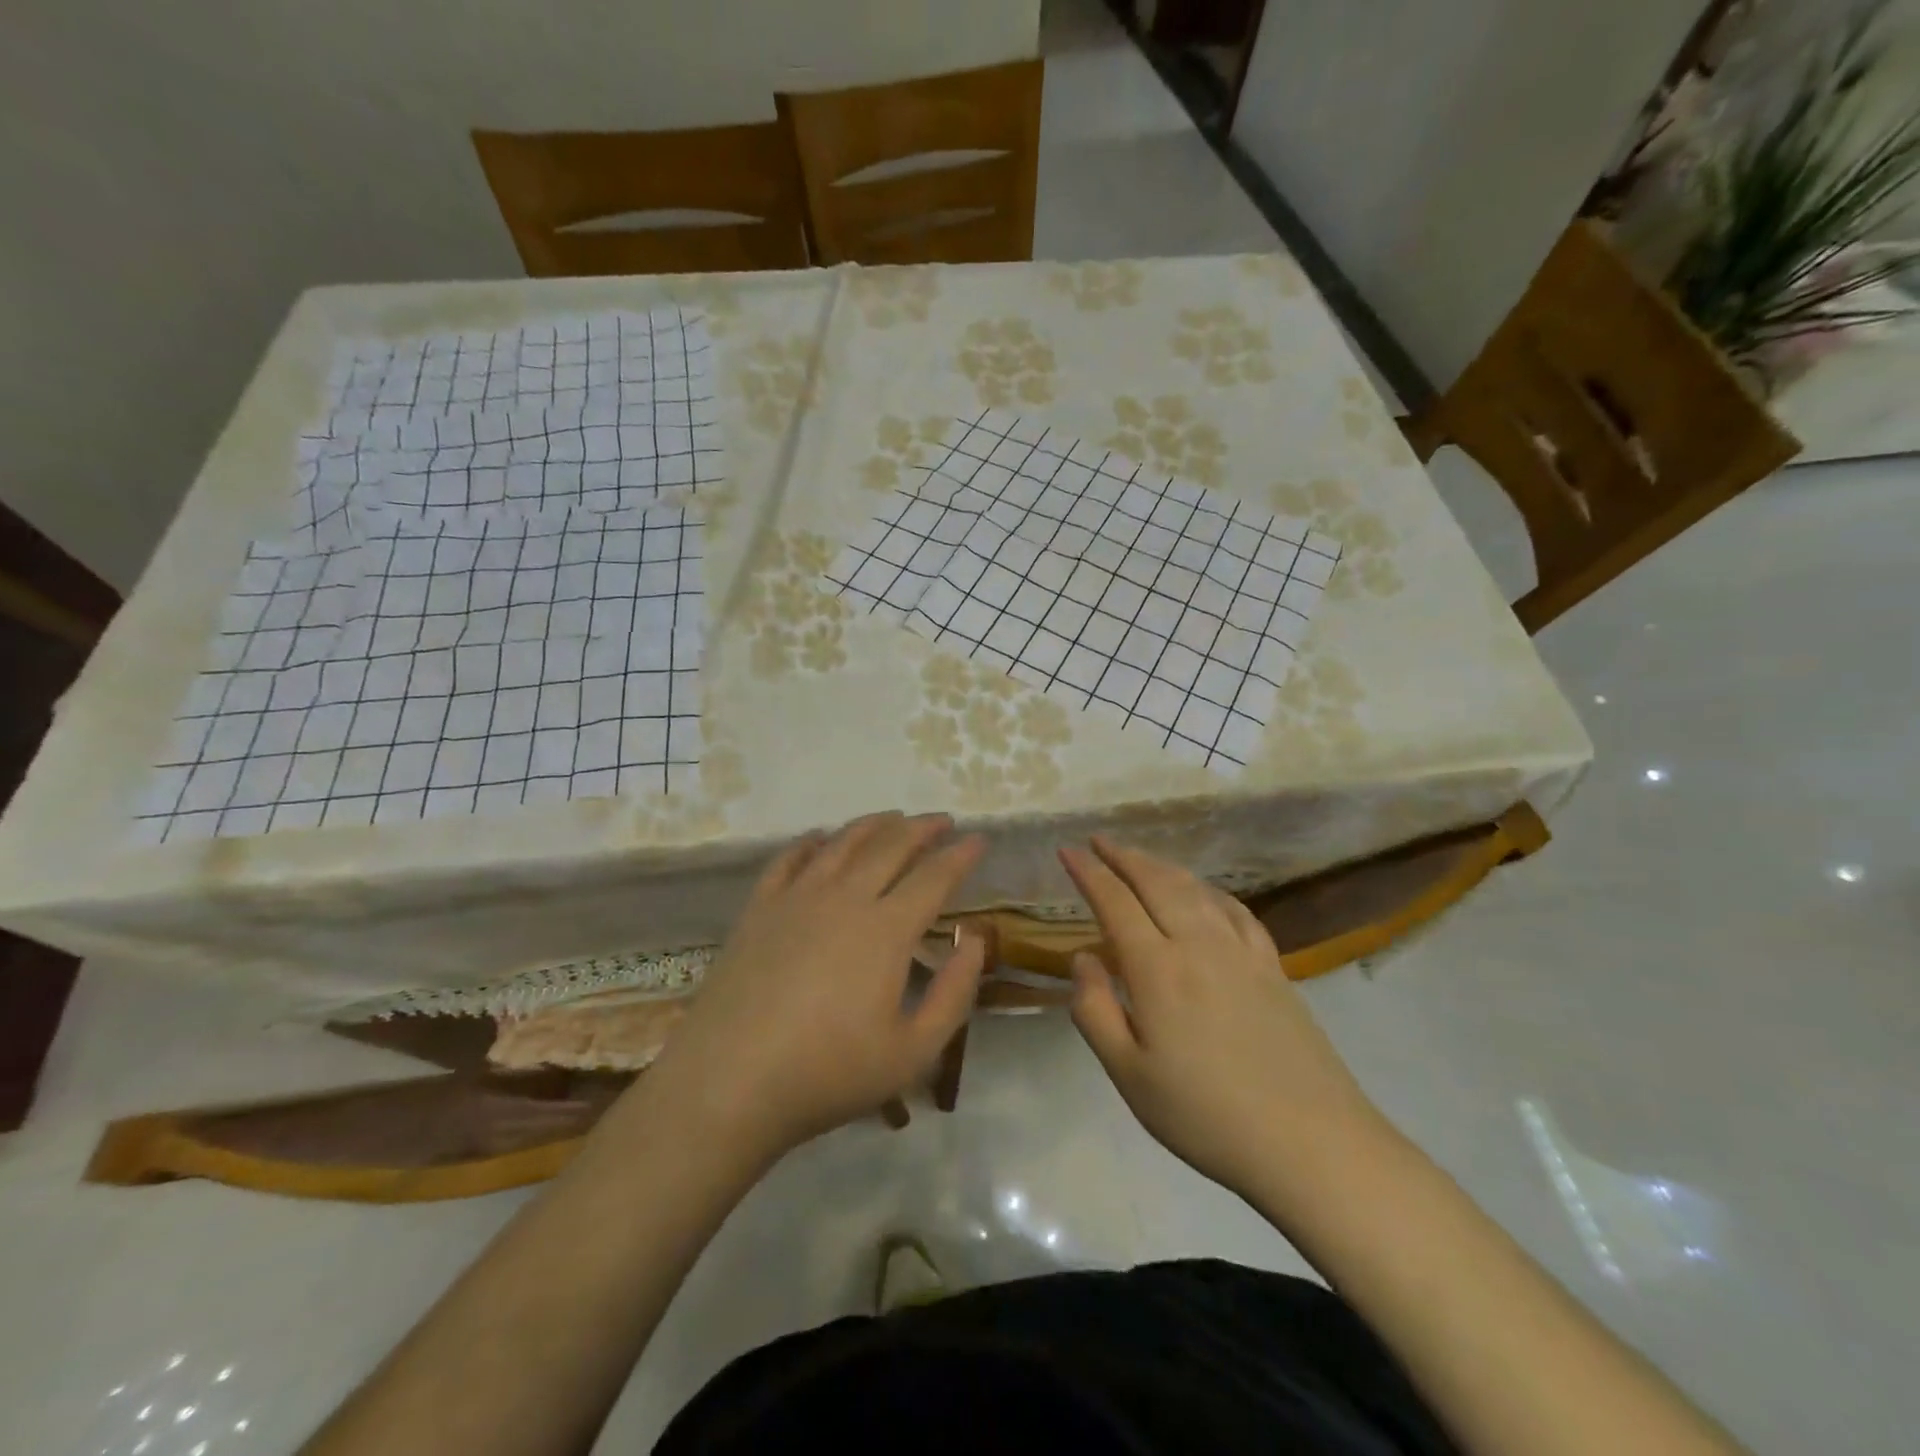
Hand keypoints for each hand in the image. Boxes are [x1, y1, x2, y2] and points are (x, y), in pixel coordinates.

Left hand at [645, 812, 986, 1160]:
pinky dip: (813, 841)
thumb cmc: (828, 1073)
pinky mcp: (759, 908)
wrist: (729, 1082)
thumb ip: (954, 993)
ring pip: (843, 842)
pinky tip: (821, 838)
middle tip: (943, 820)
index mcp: (887, 929)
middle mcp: (845, 898)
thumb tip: (974, 940)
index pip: (934, 877)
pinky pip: (790, 858)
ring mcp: (797, 898)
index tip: (979, 840)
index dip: (961, 855)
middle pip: (891, 846)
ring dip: (874, 825)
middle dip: (922, 828)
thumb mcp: (913, 1052)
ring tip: (893, 817)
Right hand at [1060, 836, 1388, 1201]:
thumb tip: (1083, 958)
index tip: (1067, 851)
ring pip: (1195, 889)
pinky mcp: (1274, 967)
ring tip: (1141, 858)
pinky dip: (1211, 891)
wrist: (1310, 1144)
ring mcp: (1241, 952)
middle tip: (1099, 841)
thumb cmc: (1205, 1115)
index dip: (1088, 872)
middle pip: (1156, 882)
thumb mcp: (1129, 1075)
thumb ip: (1094, 1010)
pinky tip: (1206, 894)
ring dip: (1162, 866)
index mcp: (1157, 968)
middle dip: (1123, 856)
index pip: (1115, 901)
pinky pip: (1236, 911)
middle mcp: (1198, 944)